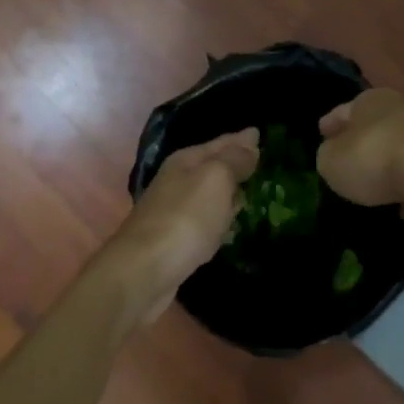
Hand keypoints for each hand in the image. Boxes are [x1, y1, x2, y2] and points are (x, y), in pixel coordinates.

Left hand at [108, 129, 259, 324]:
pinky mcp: (177, 240)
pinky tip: (229, 226)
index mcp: (186, 161)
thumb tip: (250, 141)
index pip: (221, 143)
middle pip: (213, 167)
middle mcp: (178, 181)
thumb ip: (234, 160)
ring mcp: (175, 211)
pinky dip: (219, 220)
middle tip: (260, 161)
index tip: (259, 133)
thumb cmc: (185, 218)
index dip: (241, 139)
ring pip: (210, 195)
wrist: (144, 270)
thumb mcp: (215, 179)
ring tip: (251, 191)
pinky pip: (206, 221)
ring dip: (228, 193)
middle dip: (234, 163)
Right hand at [316, 89, 403, 216]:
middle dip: (361, 141)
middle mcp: (399, 108)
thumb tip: (334, 155)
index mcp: (368, 100)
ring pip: (398, 148)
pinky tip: (403, 204)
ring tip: (376, 185)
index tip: (322, 133)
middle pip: (373, 126)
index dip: (330, 125)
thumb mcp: (330, 161)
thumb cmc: (372, 157)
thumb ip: (327, 156)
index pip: (342, 112)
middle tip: (348, 158)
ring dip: (388, 163)